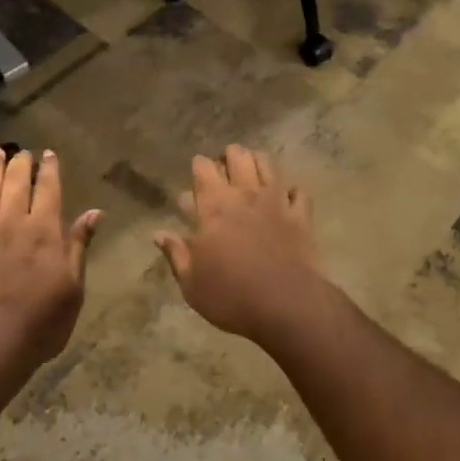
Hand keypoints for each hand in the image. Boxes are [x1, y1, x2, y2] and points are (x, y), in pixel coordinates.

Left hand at [0, 146, 99, 389]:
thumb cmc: (42, 321)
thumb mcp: (73, 287)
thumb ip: (79, 245)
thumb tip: (95, 212)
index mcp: (45, 231)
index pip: (48, 189)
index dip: (49, 169)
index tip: (49, 154)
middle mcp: (14, 223)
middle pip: (17, 183)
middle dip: (21, 163)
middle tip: (23, 150)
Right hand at [155, 146, 331, 348]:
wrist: (286, 305)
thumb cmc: (231, 295)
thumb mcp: (191, 283)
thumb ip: (176, 254)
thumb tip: (159, 234)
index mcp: (214, 207)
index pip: (203, 169)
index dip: (199, 166)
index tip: (197, 173)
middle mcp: (245, 195)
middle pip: (238, 156)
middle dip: (229, 156)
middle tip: (224, 169)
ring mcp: (276, 202)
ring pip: (267, 164)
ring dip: (257, 162)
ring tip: (252, 172)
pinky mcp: (301, 216)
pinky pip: (298, 192)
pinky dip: (291, 192)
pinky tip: (286, 199)